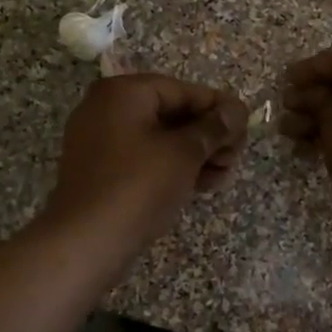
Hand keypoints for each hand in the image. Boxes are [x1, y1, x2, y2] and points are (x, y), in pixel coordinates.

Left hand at [43, 74, 248, 254]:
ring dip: (195, 154)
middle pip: (171, 113)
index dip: (217, 107)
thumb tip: (236, 110)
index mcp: (123, 93)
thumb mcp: (184, 153)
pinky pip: (144, 159)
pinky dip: (172, 168)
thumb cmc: (138, 186)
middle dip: (208, 135)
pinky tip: (203, 185)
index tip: (246, 125)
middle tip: (236, 156)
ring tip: (224, 175)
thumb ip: (213, 127)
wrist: (86, 241)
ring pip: (159, 139)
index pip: (182, 90)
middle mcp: (106, 109)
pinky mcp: (101, 171)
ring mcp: (100, 141)